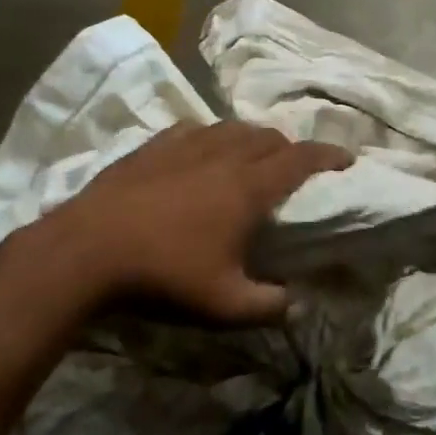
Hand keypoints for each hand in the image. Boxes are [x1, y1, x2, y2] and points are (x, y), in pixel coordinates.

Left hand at [46, 121, 352, 324]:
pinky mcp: (152, 146)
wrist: (88, 251)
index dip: (329, 155)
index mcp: (248, 187)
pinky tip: (201, 151)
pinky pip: (193, 130)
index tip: (347, 158)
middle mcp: (222, 155)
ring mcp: (184, 145)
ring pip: (231, 128)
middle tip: (294, 169)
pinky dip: (211, 137)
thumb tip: (296, 304)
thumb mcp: (225, 306)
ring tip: (252, 157)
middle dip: (290, 148)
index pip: (301, 159)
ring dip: (251, 139)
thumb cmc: (164, 275)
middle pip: (268, 137)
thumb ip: (270, 306)